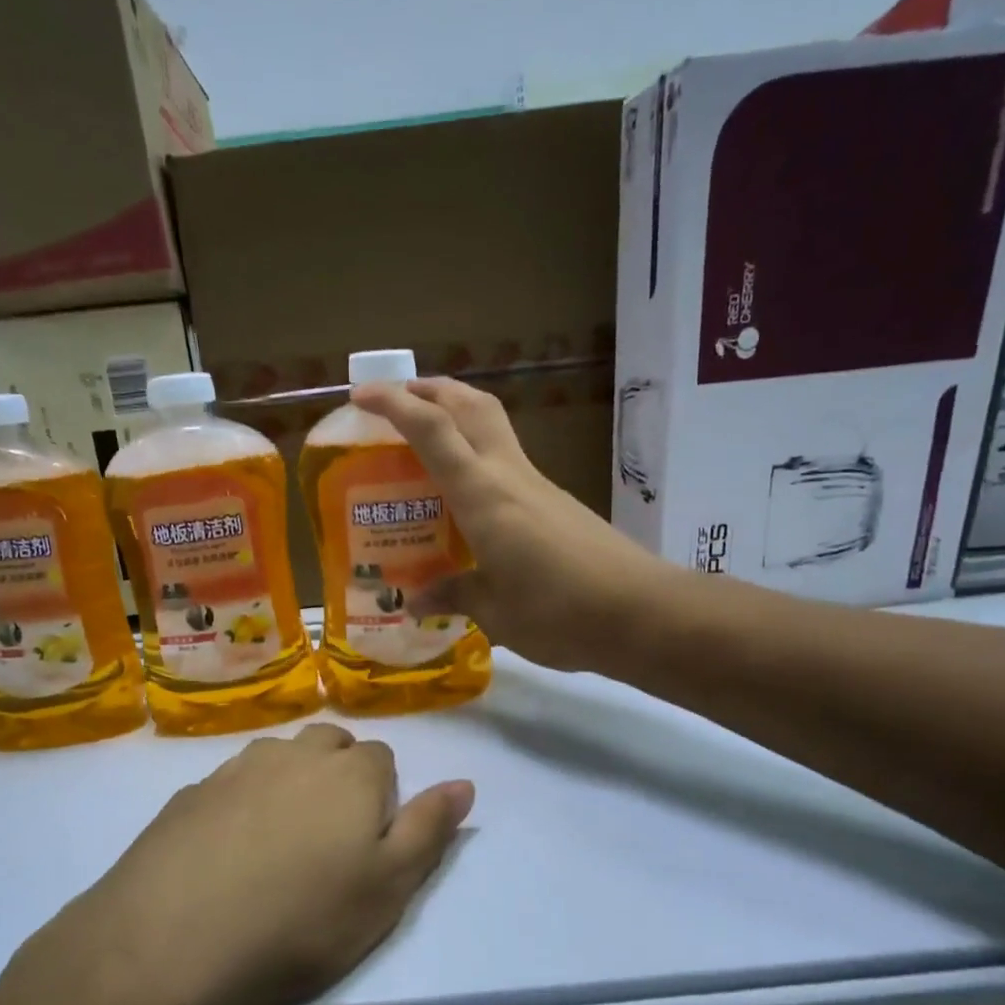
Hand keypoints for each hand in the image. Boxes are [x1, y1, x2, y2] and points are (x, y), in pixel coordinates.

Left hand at [29, 725, 472, 1004]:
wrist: (175, 944)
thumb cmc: (303, 922)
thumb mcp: (389, 887)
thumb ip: (430, 829)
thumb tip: (464, 784)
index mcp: (350, 772)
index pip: (381, 759)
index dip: (381, 798)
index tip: (366, 845)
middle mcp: (293, 754)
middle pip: (328, 745)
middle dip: (336, 777)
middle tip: (326, 842)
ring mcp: (235, 769)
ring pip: (277, 760)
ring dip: (286, 785)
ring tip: (275, 847)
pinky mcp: (188, 795)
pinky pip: (228, 786)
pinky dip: (238, 806)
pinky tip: (224, 856)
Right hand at [351, 377, 662, 671]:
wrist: (643, 613)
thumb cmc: (558, 612)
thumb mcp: (495, 611)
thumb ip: (454, 594)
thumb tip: (417, 599)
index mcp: (484, 495)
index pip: (433, 430)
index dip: (395, 404)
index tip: (361, 395)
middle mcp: (510, 476)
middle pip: (471, 406)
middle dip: (432, 391)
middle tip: (398, 402)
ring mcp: (539, 487)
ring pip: (493, 429)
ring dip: (457, 419)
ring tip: (425, 445)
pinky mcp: (558, 504)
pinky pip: (508, 465)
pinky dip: (478, 460)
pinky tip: (467, 501)